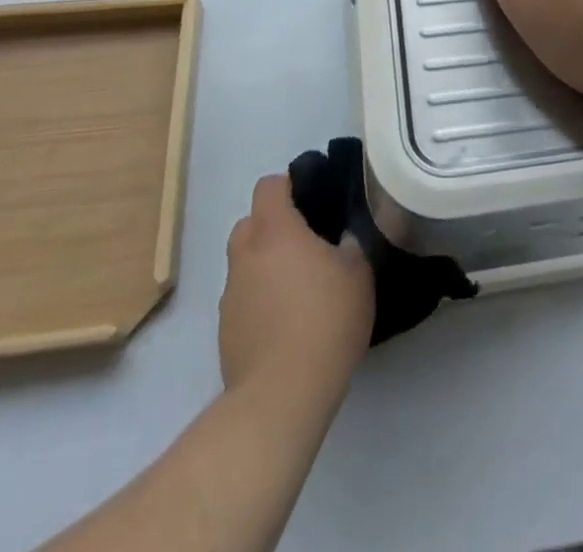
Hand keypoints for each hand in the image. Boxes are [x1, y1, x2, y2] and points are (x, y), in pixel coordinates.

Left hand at [220, 176, 373, 397]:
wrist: (282, 396)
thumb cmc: (325, 320)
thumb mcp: (358, 274)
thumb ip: (351, 245)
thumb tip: (344, 238)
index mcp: (275, 230)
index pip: (269, 186)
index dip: (289, 186)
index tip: (313, 200)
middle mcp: (245, 254)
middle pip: (250, 223)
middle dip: (273, 227)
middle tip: (306, 245)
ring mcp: (230, 295)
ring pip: (245, 264)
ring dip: (265, 267)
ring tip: (298, 291)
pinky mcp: (225, 332)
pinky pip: (243, 300)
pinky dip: (259, 302)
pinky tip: (285, 326)